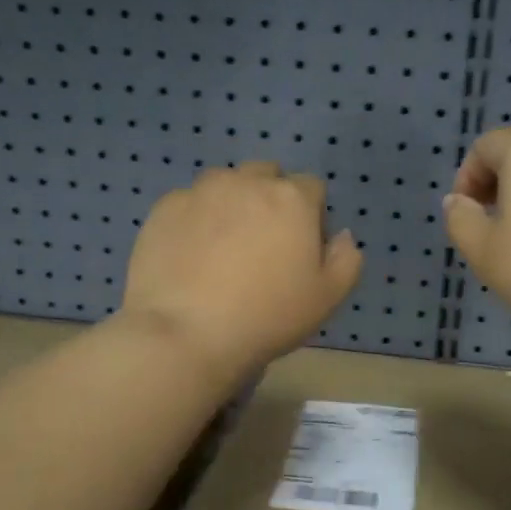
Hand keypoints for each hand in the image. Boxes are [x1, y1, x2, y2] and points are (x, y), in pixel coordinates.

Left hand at [122, 163, 362, 381]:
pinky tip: (191, 257)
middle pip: (267, 176)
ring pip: (225, 185)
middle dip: (270, 199)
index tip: (300, 250)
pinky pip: (189, 204)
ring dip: (231, 204)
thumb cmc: (268, 317)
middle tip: (262, 245)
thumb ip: (346, 260)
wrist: (187, 333)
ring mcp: (200, 191)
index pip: (311, 188)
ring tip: (222, 249)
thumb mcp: (327, 298)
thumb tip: (342, 236)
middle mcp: (247, 182)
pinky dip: (195, 220)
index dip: (311, 216)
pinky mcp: (164, 208)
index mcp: (292, 199)